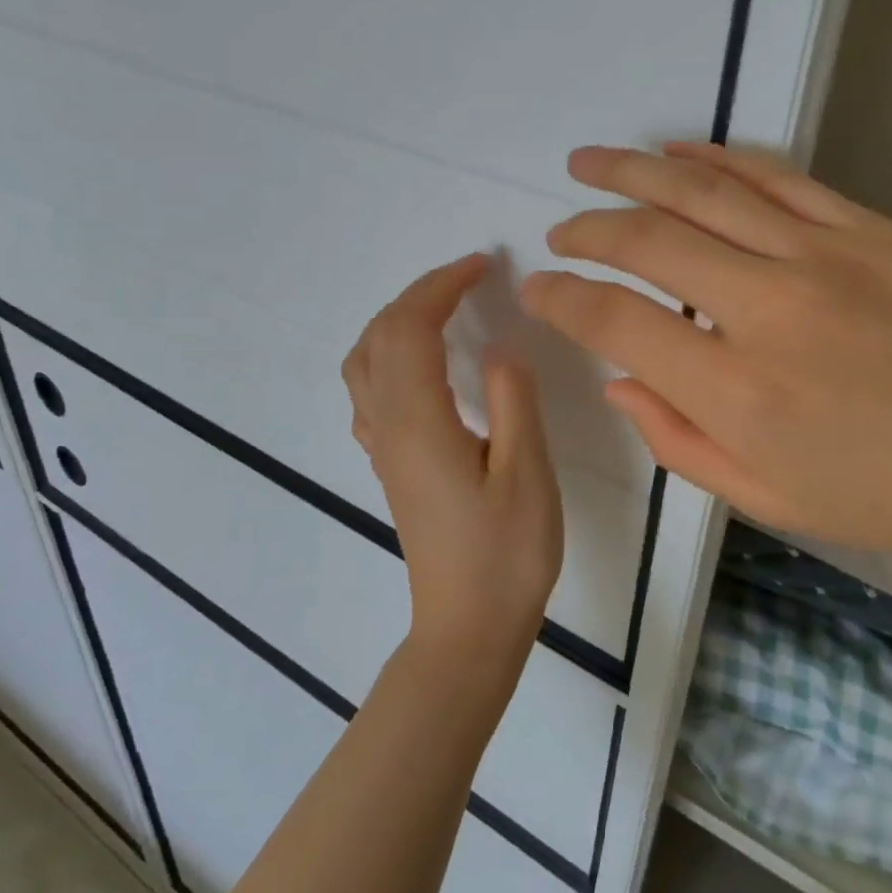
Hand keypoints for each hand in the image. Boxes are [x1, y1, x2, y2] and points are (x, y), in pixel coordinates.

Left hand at [342, 253, 562, 677]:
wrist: (468, 628)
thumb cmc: (507, 554)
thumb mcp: (527, 473)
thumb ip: (512, 400)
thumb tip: (499, 346)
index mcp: (420, 420)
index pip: (413, 327)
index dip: (443, 286)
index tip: (482, 264)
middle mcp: (389, 425)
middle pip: (381, 335)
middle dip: (420, 293)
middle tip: (468, 276)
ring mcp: (383, 447)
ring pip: (364, 361)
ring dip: (396, 320)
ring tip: (440, 308)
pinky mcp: (390, 466)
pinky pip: (369, 391)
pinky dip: (387, 355)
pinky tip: (419, 366)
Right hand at [520, 143, 891, 560]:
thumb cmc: (890, 493)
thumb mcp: (770, 498)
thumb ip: (679, 441)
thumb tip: (619, 381)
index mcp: (736, 391)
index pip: (616, 323)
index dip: (563, 300)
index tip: (538, 289)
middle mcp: (765, 308)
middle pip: (647, 242)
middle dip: (588, 229)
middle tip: (560, 228)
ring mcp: (818, 255)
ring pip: (701, 192)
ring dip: (633, 172)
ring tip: (589, 161)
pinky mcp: (861, 227)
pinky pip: (772, 176)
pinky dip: (715, 159)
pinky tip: (677, 152)